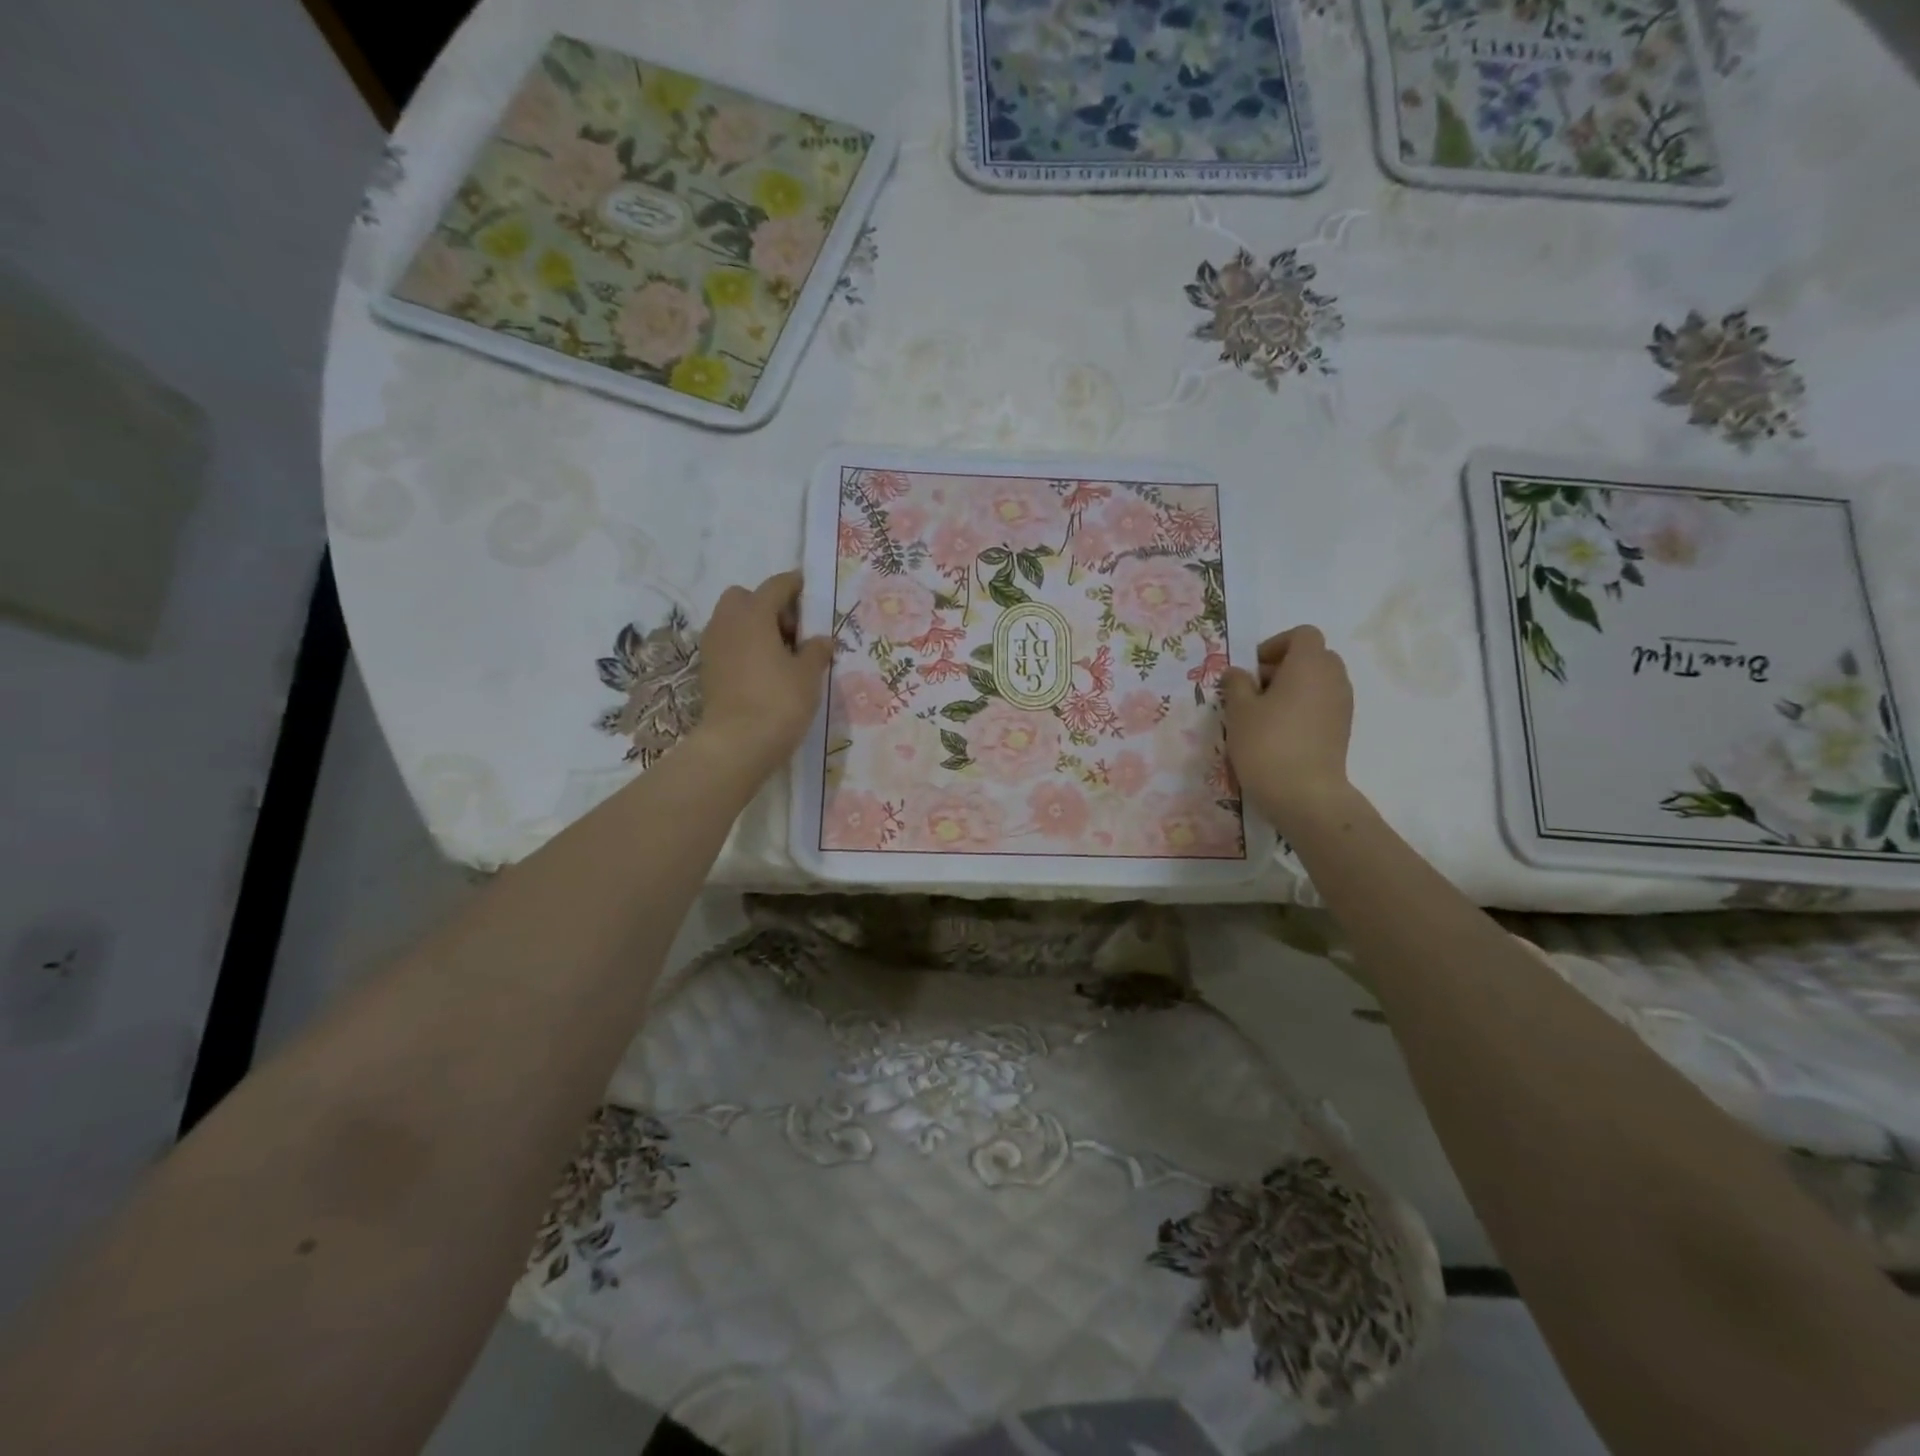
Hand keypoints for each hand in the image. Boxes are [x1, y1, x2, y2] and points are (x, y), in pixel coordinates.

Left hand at [695, 571, 833, 777]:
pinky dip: (743, 647)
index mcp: (754, 614)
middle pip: (745, 598)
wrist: (737, 743)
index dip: (794, 585)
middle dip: (767, 605)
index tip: (808, 589)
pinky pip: (727, 644)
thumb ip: (816, 651)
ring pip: (732, 621)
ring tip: (779, 653)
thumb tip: (821, 640)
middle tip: (791, 630)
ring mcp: (712, 646)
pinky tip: (763, 670)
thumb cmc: (779, 701)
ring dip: (754, 627)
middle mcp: (727, 622)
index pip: (776, 586)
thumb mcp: (808, 675)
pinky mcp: (708, 670)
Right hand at [1221, 625, 1355, 831]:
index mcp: (1309, 664)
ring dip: (1293, 688)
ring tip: (1266, 714)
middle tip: (1256, 690)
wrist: (1304, 794)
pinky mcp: (1343, 728)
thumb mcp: (1238, 710)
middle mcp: (1333, 677)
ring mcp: (1343, 704)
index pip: (1302, 635)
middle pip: (1313, 656)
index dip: (1275, 645)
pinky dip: (1304, 707)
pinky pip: (1323, 703)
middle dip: (1284, 666)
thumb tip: (1237, 673)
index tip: (1253, 669)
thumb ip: (1236, 684)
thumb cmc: (1267, 743)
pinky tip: (1281, 731)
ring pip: (1319, 681)